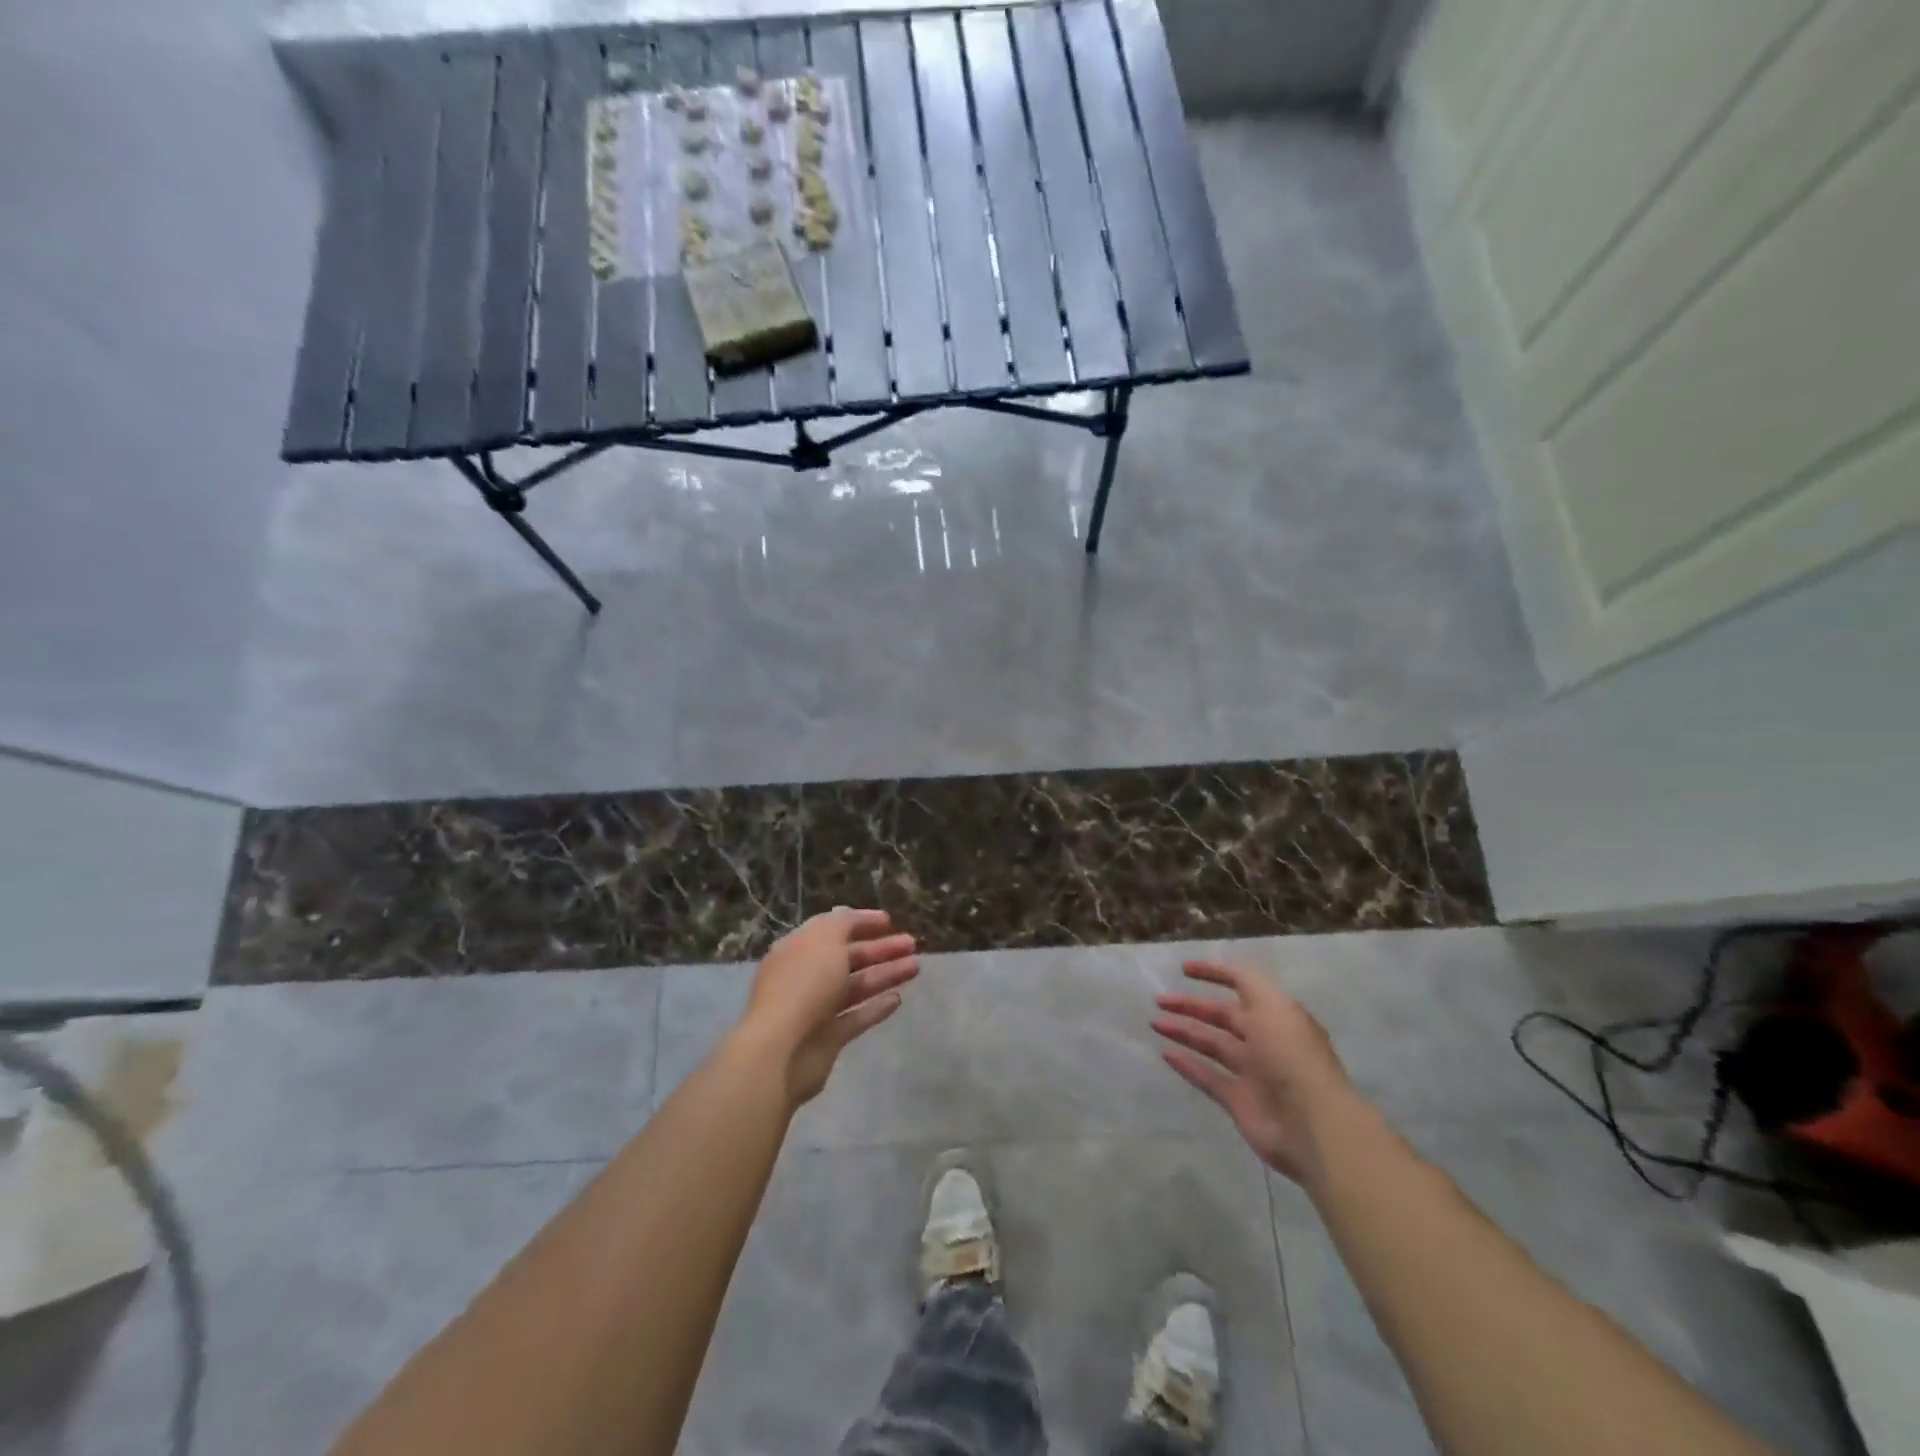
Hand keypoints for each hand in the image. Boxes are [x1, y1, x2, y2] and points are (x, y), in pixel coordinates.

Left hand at [737, 908, 918, 1107]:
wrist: (781, 1051)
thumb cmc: (803, 986)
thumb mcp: (825, 940)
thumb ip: (842, 924)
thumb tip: (849, 915)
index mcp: (799, 949)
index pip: (833, 928)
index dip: (861, 922)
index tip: (890, 920)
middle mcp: (806, 976)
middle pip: (849, 958)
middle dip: (880, 949)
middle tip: (912, 944)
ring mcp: (817, 1009)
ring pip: (856, 986)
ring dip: (885, 975)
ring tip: (915, 967)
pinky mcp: (828, 1038)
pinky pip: (856, 1017)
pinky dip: (876, 1007)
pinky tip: (898, 999)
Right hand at [1153, 960, 1356, 1184]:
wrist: (1312, 1124)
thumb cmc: (1291, 1056)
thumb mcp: (1272, 1006)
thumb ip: (1247, 983)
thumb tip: (1227, 970)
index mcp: (1277, 1015)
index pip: (1243, 985)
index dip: (1215, 974)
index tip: (1184, 970)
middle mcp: (1264, 1040)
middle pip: (1222, 1016)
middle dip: (1192, 1006)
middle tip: (1160, 1000)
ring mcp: (1252, 1072)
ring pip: (1212, 1045)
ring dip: (1184, 1032)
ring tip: (1156, 1023)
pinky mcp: (1239, 1100)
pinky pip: (1208, 1077)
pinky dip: (1187, 1065)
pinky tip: (1165, 1053)